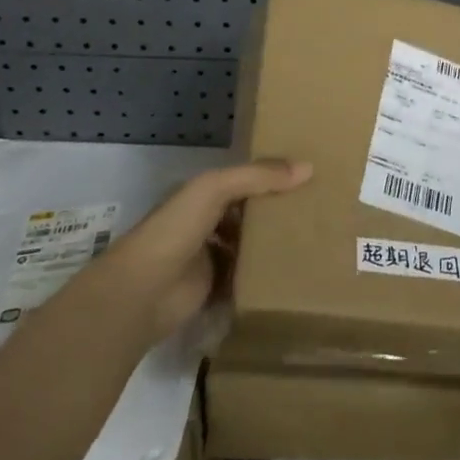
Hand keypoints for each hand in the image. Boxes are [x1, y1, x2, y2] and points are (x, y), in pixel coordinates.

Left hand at [94, 159, 311, 344]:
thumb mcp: (216, 188)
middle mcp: (206, 222)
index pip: (244, 181)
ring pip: (248, 245)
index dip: (272, 177)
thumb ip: (259, 176)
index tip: (308, 177)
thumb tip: (309, 167)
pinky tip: (293, 271)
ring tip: (311, 239)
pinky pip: (246, 277)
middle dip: (276, 212)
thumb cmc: (177, 229)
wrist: (144, 291)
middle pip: (248, 213)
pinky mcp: (215, 289)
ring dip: (272, 244)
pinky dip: (264, 275)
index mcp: (202, 195)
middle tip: (316, 210)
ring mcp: (209, 257)